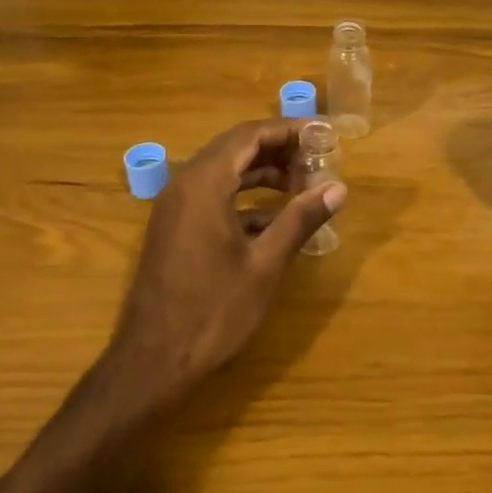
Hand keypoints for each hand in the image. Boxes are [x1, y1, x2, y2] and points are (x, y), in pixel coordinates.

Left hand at [105, 119, 345, 408]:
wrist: (152, 362)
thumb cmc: (213, 311)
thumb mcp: (265, 264)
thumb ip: (300, 219)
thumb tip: (338, 188)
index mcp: (205, 184)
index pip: (250, 136)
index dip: (288, 130)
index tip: (322, 134)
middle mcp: (185, 185)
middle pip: (235, 148)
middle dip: (278, 148)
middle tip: (317, 158)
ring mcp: (175, 208)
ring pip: (224, 171)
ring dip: (262, 172)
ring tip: (302, 183)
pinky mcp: (174, 229)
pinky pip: (213, 195)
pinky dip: (244, 196)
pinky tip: (274, 218)